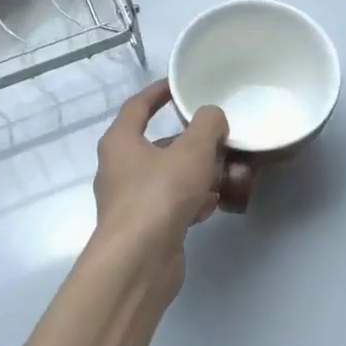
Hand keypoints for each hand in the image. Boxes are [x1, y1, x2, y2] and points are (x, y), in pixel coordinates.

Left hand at [92, 81, 228, 293]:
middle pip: (158, 144)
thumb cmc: (160, 194)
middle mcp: (119, 168)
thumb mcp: (192, 150)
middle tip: (218, 136)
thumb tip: (212, 117)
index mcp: (121, 141)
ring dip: (195, 172)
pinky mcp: (145, 227)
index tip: (179, 85)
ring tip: (226, 171)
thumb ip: (207, 125)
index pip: (138, 106)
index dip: (158, 92)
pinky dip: (192, 200)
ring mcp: (130, 201)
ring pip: (168, 176)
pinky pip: (171, 204)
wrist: (139, 260)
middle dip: (190, 141)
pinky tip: (213, 204)